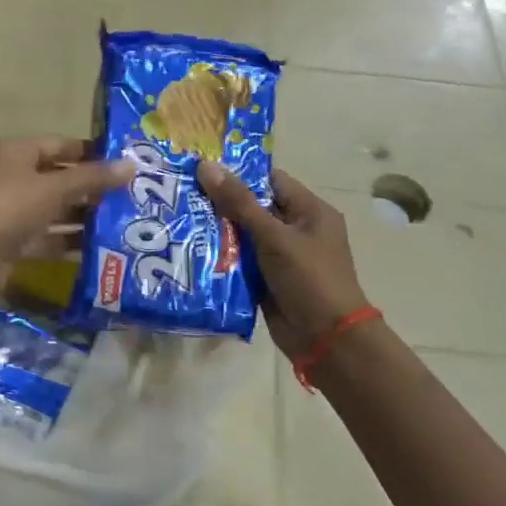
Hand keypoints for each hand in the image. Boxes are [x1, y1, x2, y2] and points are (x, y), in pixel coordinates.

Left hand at [0, 137, 131, 297]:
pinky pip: (48, 237)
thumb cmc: (10, 206)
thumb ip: (93, 178)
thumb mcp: (55, 187)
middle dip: (92, 188)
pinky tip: (101, 247)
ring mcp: (11, 211)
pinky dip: (69, 241)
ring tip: (123, 222)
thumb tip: (131, 165)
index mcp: (16, 152)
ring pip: (54, 210)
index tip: (124, 162)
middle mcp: (12, 177)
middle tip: (131, 196)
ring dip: (84, 217)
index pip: (60, 146)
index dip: (91, 153)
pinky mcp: (13, 242)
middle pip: (59, 179)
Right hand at [198, 163, 369, 358]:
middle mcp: (296, 229)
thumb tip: (205, 165)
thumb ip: (239, 203)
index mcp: (310, 211)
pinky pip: (240, 261)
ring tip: (178, 219)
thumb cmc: (309, 279)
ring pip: (243, 235)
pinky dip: (221, 256)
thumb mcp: (274, 237)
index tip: (200, 169)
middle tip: (181, 194)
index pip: (269, 180)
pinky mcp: (267, 279)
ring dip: (216, 231)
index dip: (237, 173)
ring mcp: (281, 256)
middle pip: (252, 207)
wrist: (327, 340)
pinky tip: (190, 250)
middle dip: (220, 203)